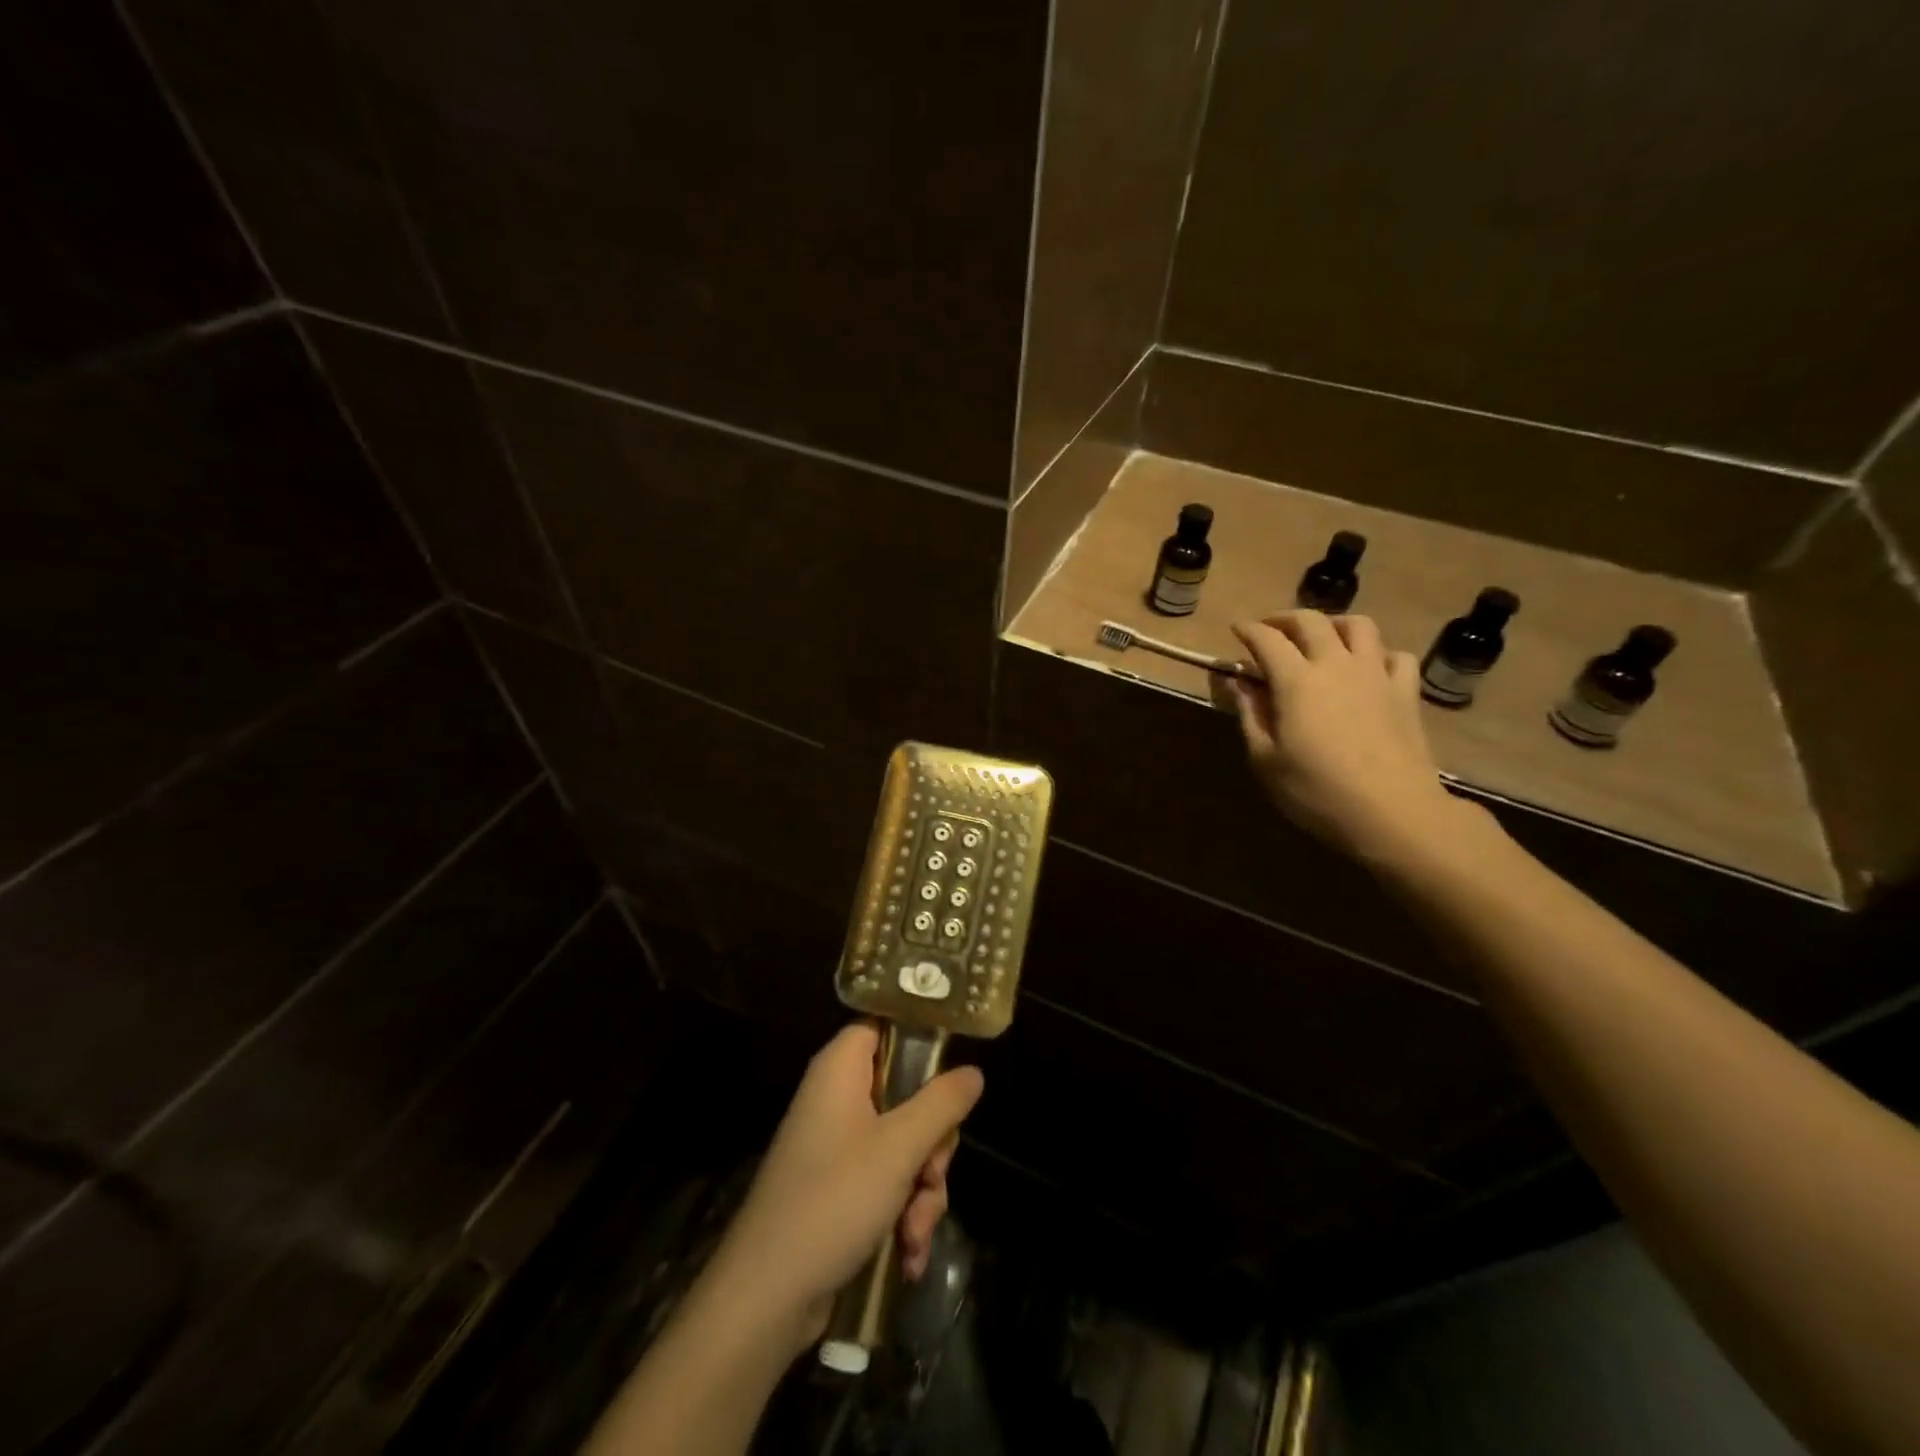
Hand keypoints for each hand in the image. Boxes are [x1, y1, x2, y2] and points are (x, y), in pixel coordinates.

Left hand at [704, 1023, 984, 1356]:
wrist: (766, 1298)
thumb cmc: (833, 1200)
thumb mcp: (899, 1148)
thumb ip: (942, 1104)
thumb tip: (973, 1071)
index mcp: (841, 1070)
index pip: (885, 1026)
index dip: (920, 1039)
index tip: (954, 1069)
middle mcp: (838, 1099)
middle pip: (907, 1093)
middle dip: (932, 1144)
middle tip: (933, 1172)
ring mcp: (838, 1146)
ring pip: (905, 1145)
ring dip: (922, 1190)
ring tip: (914, 1231)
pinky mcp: (840, 1189)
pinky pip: (887, 1183)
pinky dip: (902, 1215)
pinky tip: (907, 1254)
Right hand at [1226, 611, 1468, 864]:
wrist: (1393, 812)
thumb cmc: (1316, 791)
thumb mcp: (1266, 759)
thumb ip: (1250, 715)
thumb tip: (1238, 683)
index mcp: (1296, 681)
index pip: (1267, 640)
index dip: (1248, 630)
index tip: (1235, 628)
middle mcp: (1336, 665)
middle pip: (1311, 621)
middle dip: (1285, 618)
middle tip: (1270, 630)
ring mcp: (1376, 675)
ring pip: (1358, 626)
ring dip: (1333, 624)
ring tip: (1321, 638)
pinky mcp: (1406, 692)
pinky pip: (1395, 655)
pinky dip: (1377, 653)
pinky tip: (1368, 668)